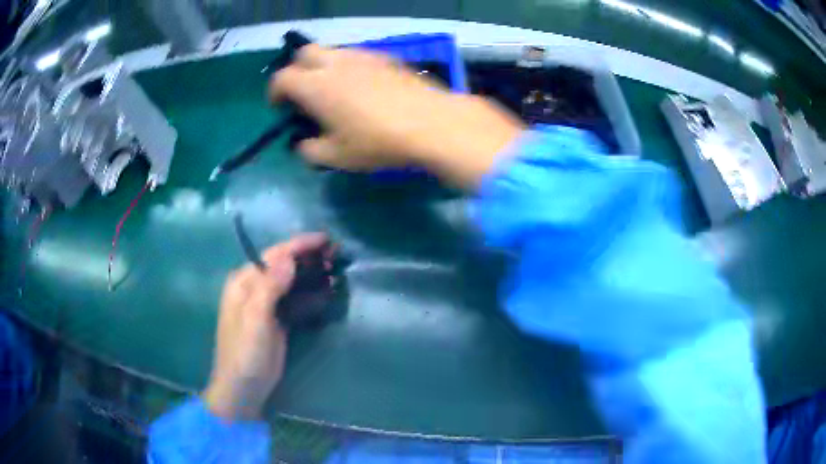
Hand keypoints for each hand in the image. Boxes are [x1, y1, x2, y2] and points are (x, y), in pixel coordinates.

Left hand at [203, 234, 327, 420]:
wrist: (244, 388)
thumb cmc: (245, 354)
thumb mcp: (255, 320)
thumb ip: (268, 287)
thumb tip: (287, 257)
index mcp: (243, 283)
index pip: (273, 255)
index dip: (299, 245)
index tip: (326, 240)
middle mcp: (253, 288)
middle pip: (282, 264)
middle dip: (307, 257)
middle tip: (335, 254)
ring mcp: (265, 304)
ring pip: (290, 280)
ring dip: (311, 273)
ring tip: (334, 267)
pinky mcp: (276, 319)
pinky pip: (294, 298)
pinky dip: (309, 292)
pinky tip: (325, 290)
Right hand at [269, 45, 524, 188]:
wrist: (432, 123)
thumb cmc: (378, 142)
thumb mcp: (337, 157)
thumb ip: (310, 150)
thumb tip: (303, 144)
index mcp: (316, 85)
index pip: (282, 78)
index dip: (275, 92)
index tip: (280, 108)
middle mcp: (336, 63)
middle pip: (304, 53)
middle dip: (296, 70)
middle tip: (303, 94)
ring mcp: (363, 56)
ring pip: (332, 52)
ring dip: (322, 67)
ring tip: (333, 91)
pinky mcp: (386, 58)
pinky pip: (357, 56)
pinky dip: (347, 67)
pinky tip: (361, 88)